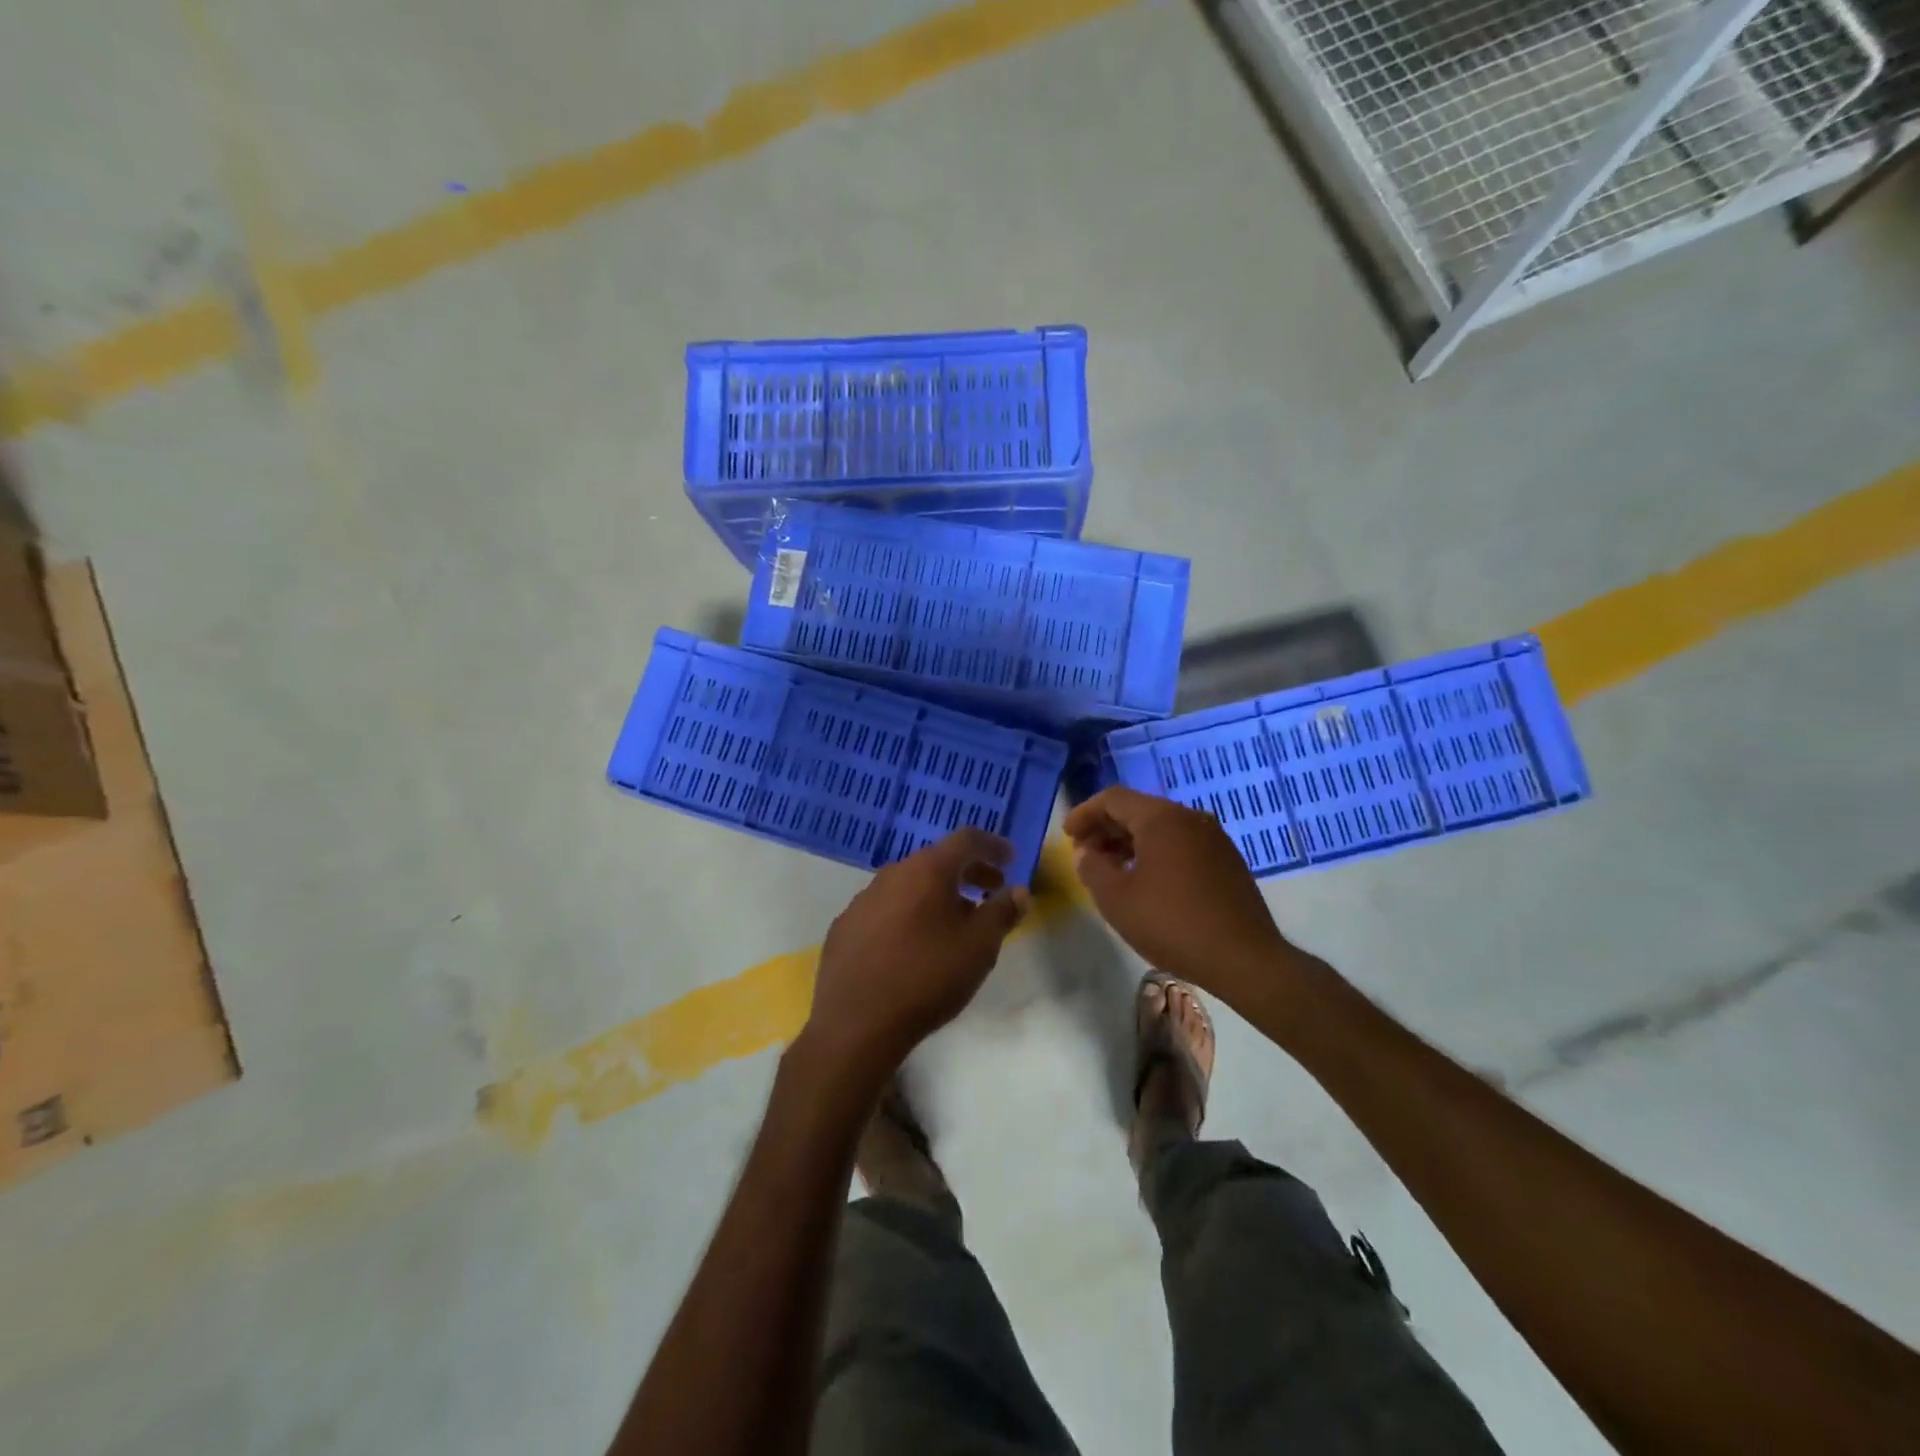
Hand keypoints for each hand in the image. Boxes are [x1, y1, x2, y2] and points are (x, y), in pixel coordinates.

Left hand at [801, 828, 1028, 1086]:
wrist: (856, 1023)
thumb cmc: (927, 977)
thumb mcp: (980, 947)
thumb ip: (1002, 913)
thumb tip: (1018, 891)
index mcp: (927, 870)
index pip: (966, 839)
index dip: (993, 845)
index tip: (1011, 859)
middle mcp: (892, 874)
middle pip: (937, 860)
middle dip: (968, 872)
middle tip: (991, 889)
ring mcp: (863, 900)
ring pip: (909, 885)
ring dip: (937, 894)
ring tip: (956, 922)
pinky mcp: (845, 927)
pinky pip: (885, 909)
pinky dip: (908, 914)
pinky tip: (913, 945)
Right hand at [1063, 787, 1293, 1000]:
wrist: (1244, 959)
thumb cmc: (1172, 924)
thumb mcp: (1116, 899)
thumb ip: (1092, 869)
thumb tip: (1086, 853)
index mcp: (1161, 818)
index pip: (1113, 799)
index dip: (1085, 813)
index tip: (1068, 836)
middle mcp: (1190, 818)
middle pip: (1138, 810)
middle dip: (1106, 828)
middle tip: (1085, 854)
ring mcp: (1213, 838)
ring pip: (1161, 828)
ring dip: (1130, 842)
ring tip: (1111, 870)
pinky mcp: (1227, 861)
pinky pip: (1181, 844)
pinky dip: (1156, 853)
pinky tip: (1146, 881)